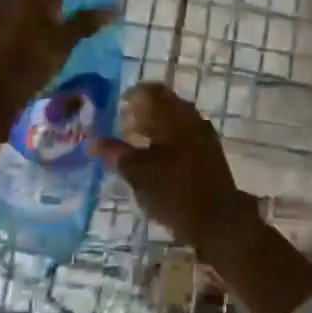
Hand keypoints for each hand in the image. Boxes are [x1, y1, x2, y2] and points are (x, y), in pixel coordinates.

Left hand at [0, 0, 111, 171]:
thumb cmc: (34, 57)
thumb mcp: (65, 40)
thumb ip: (85, 22)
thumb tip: (111, 9)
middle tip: (58, 4)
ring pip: (14, 2)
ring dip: (28, 7)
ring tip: (43, 22)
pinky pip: (3, 19)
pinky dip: (15, 23)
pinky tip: (25, 38)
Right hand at [93, 83, 261, 254]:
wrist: (219, 221)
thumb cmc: (175, 191)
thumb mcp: (139, 173)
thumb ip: (116, 153)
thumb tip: (92, 140)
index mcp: (176, 115)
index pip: (153, 91)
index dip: (132, 96)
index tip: (116, 107)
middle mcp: (192, 118)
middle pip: (165, 105)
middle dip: (142, 113)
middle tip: (122, 127)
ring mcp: (204, 136)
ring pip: (175, 122)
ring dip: (155, 128)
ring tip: (135, 145)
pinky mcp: (210, 154)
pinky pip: (184, 137)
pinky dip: (167, 142)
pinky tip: (156, 160)